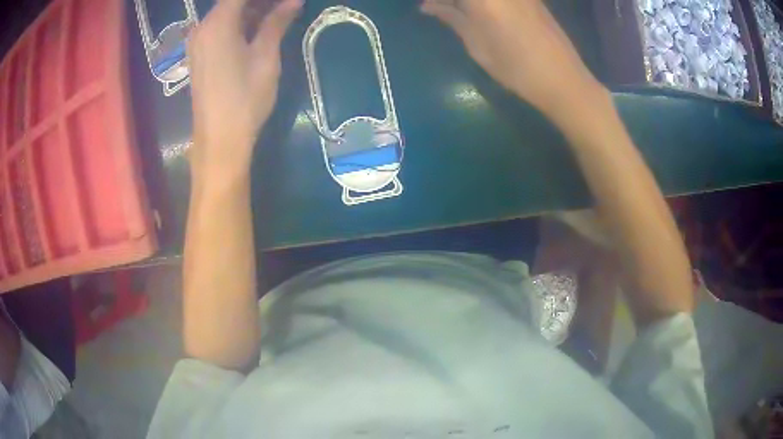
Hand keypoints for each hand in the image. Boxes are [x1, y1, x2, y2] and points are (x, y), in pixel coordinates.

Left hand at [187, 0, 301, 179]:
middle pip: (233, 1)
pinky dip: (240, 23)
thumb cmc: (244, 97)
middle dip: (259, 2)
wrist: (219, 139)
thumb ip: (277, 22)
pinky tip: (259, 28)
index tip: (285, 2)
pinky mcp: (200, 55)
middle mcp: (202, 28)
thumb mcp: (265, 56)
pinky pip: (220, 28)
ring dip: (252, 10)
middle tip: (286, 7)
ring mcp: (198, 42)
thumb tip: (294, 1)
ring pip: (227, 13)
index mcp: (217, 23)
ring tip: (279, 14)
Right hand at [421, 0, 605, 122]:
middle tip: (445, 10)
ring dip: (471, 4)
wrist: (563, 79)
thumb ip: (452, 18)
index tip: (429, 7)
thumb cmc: (515, 67)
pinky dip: (489, 3)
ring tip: (463, 13)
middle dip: (455, 3)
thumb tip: (427, 6)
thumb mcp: (477, 45)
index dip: (439, 1)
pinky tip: (483, 11)